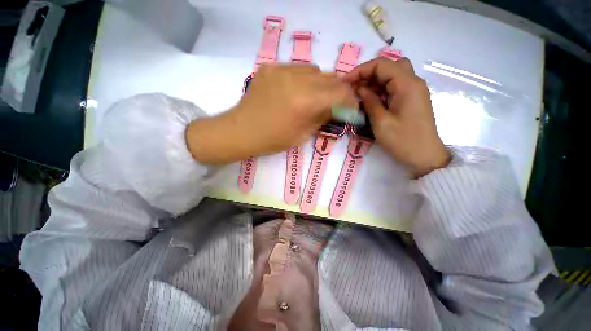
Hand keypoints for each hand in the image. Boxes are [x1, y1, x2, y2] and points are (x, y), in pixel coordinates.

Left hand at [186, 64, 356, 163]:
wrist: (242, 130)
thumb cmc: (273, 139)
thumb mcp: (303, 134)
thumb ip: (323, 116)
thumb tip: (337, 107)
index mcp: (306, 101)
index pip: (340, 92)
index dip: (350, 99)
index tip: (350, 107)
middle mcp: (296, 79)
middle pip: (330, 77)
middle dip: (336, 91)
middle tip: (333, 102)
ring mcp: (281, 69)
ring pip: (314, 70)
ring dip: (320, 83)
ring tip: (312, 96)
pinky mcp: (270, 67)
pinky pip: (296, 69)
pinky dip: (302, 79)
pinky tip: (294, 91)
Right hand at [344, 58, 450, 177]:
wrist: (424, 156)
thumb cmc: (402, 140)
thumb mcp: (381, 122)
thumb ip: (370, 101)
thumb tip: (359, 88)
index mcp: (407, 84)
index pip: (382, 65)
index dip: (361, 70)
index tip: (345, 82)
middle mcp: (413, 82)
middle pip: (389, 66)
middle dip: (369, 74)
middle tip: (354, 88)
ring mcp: (414, 91)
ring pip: (393, 75)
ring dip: (375, 82)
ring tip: (360, 95)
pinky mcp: (412, 100)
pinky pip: (396, 87)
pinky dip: (382, 90)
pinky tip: (372, 101)